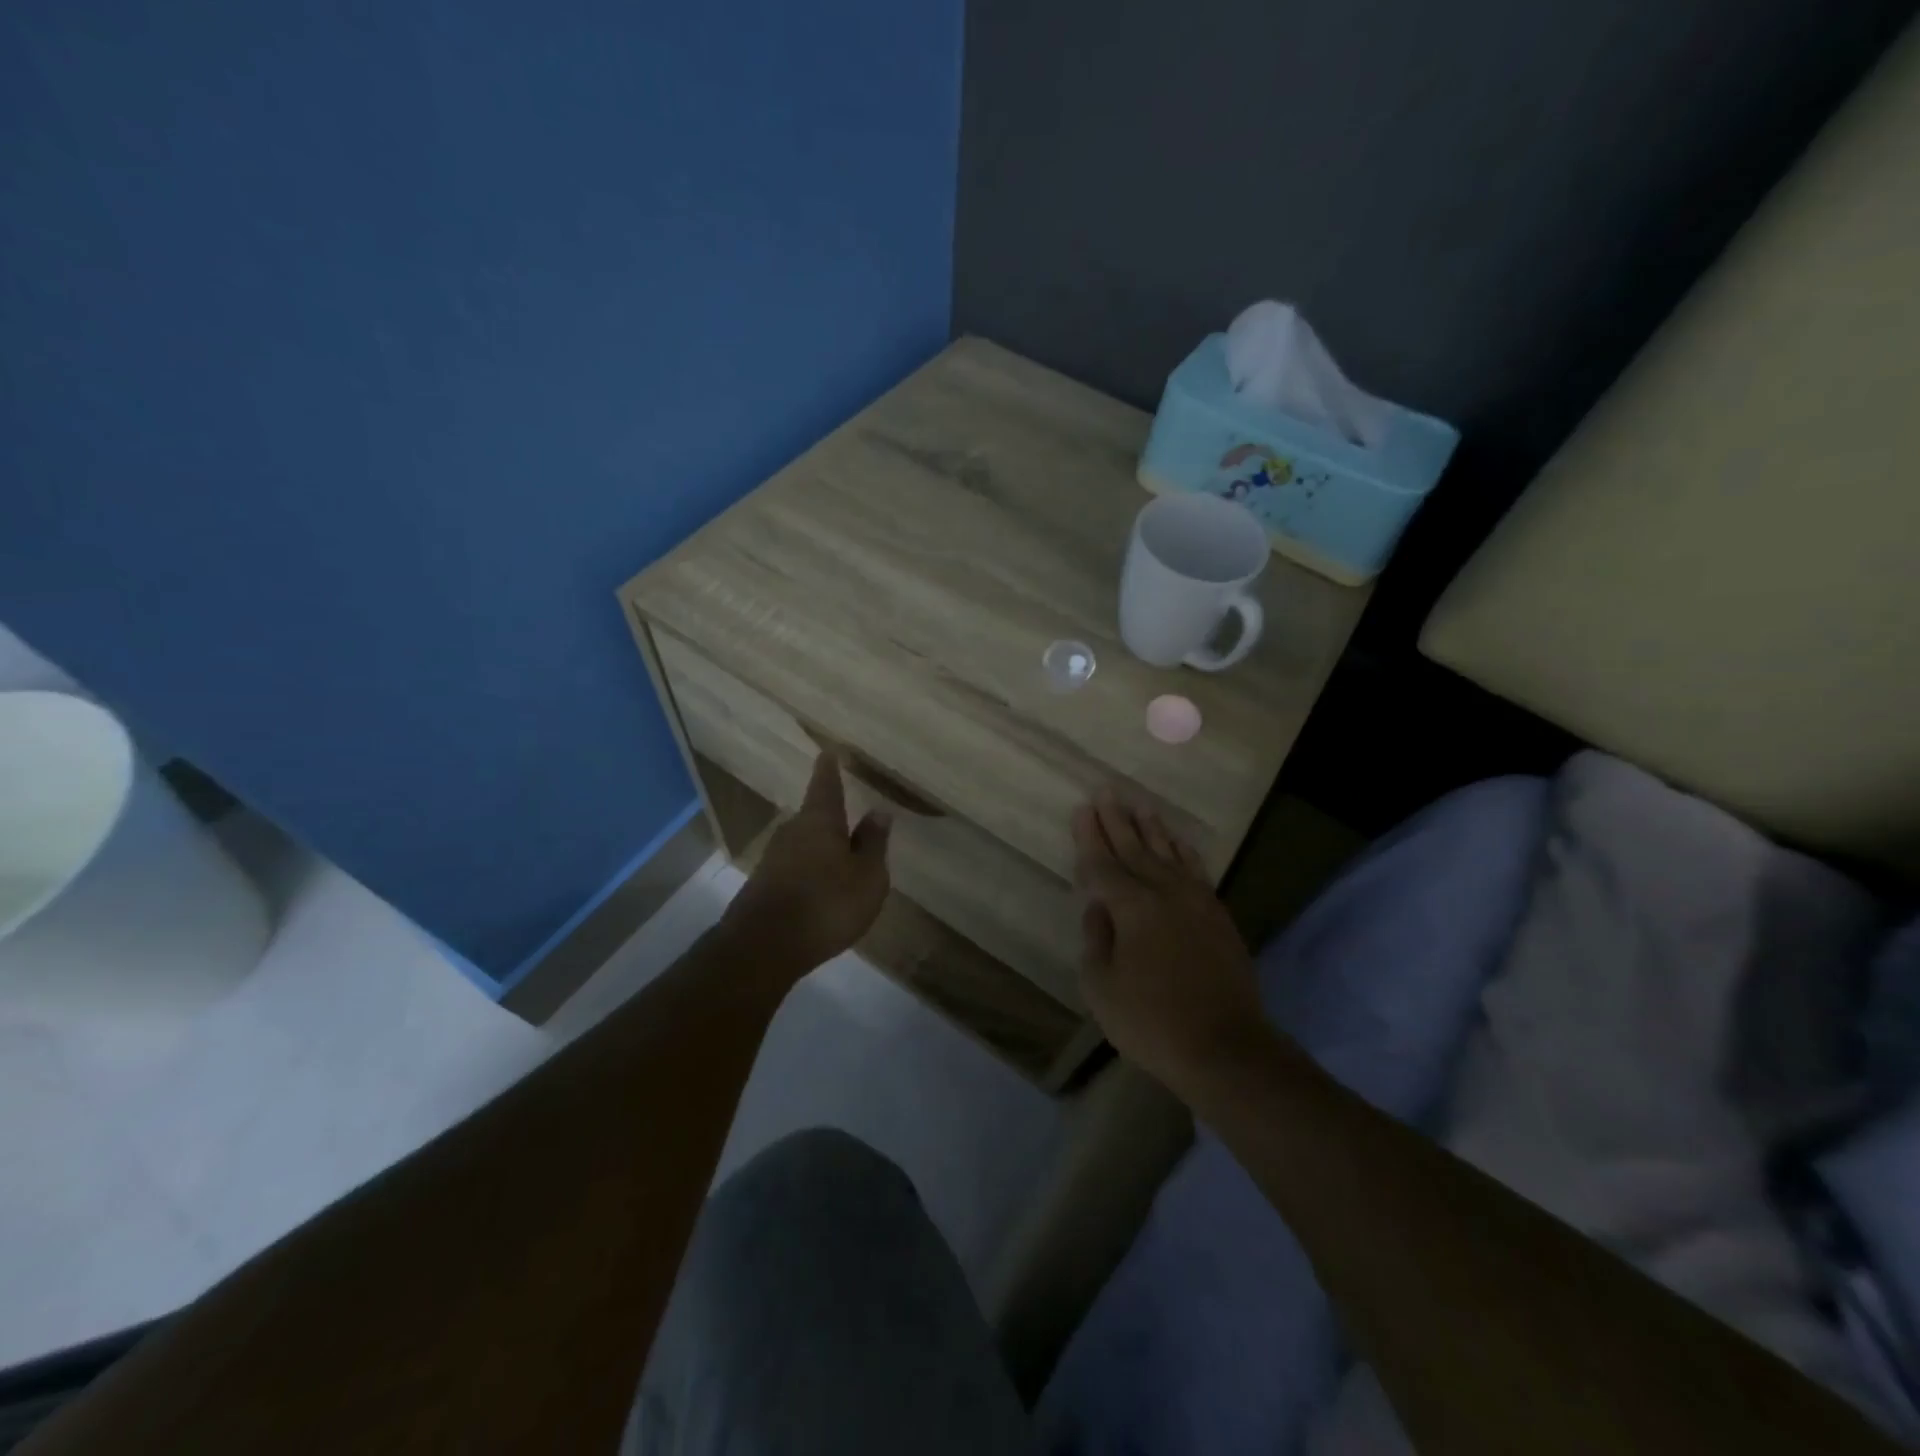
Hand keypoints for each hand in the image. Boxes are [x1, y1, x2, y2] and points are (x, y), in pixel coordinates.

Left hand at [720, 753, 891, 982]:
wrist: (763, 947)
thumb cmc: (827, 904)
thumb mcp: (867, 876)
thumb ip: (873, 843)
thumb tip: (879, 811)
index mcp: (820, 820)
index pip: (826, 784)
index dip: (829, 768)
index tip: (828, 752)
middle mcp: (792, 831)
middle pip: (813, 816)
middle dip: (829, 817)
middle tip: (848, 820)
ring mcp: (773, 858)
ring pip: (802, 843)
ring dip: (819, 848)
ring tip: (838, 859)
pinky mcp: (762, 885)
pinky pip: (792, 868)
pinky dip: (808, 872)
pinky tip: (819, 890)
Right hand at [1074, 790, 1264, 1092]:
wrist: (1225, 1048)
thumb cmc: (1152, 1022)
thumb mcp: (1102, 987)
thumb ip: (1096, 940)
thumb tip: (1099, 909)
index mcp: (1132, 907)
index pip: (1103, 865)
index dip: (1089, 838)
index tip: (1082, 810)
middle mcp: (1165, 893)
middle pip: (1135, 849)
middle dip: (1117, 820)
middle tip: (1106, 791)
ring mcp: (1197, 902)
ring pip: (1168, 854)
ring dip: (1152, 829)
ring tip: (1140, 805)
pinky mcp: (1218, 916)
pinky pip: (1196, 870)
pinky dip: (1184, 852)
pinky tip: (1179, 842)